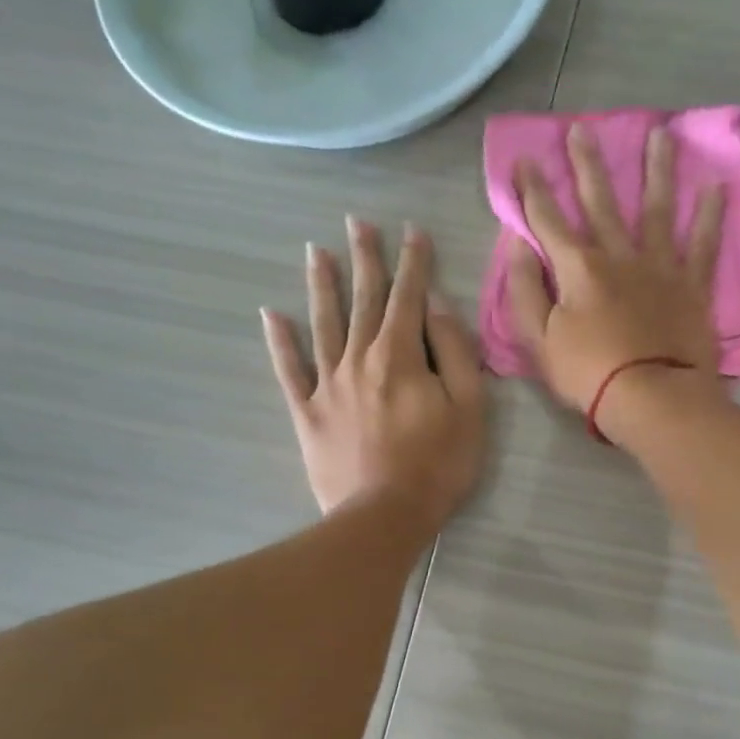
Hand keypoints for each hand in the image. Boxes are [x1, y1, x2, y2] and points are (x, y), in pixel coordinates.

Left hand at [262, 219, 485, 527]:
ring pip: (323, 324)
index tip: (412, 231)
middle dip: (364, 259)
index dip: (413, 262)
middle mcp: (359, 358)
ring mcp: (328, 384)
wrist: (384, 516)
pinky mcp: (308, 412)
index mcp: (401, 355)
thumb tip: (437, 307)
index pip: (409, 297)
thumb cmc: (438, 464)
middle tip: (356, 222)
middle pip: (363, 300)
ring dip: (321, 285)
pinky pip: (289, 370)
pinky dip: (279, 342)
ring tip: (315, 252)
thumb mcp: (468, 407)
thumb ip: (455, 352)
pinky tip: (271, 315)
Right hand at [507, 123, 724, 428]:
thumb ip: (525, 290)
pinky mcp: (692, 286)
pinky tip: (717, 186)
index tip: (523, 160)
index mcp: (578, 268)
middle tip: (582, 129)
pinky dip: (710, 216)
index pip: (547, 220)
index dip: (531, 190)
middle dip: (586, 165)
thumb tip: (518, 244)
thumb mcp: (539, 340)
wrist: (652, 398)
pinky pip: (703, 245)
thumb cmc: (589, 374)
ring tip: (661, 134)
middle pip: (600, 201)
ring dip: (656, 170)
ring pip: (656, 209)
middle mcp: (619, 255)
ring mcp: (660, 267)